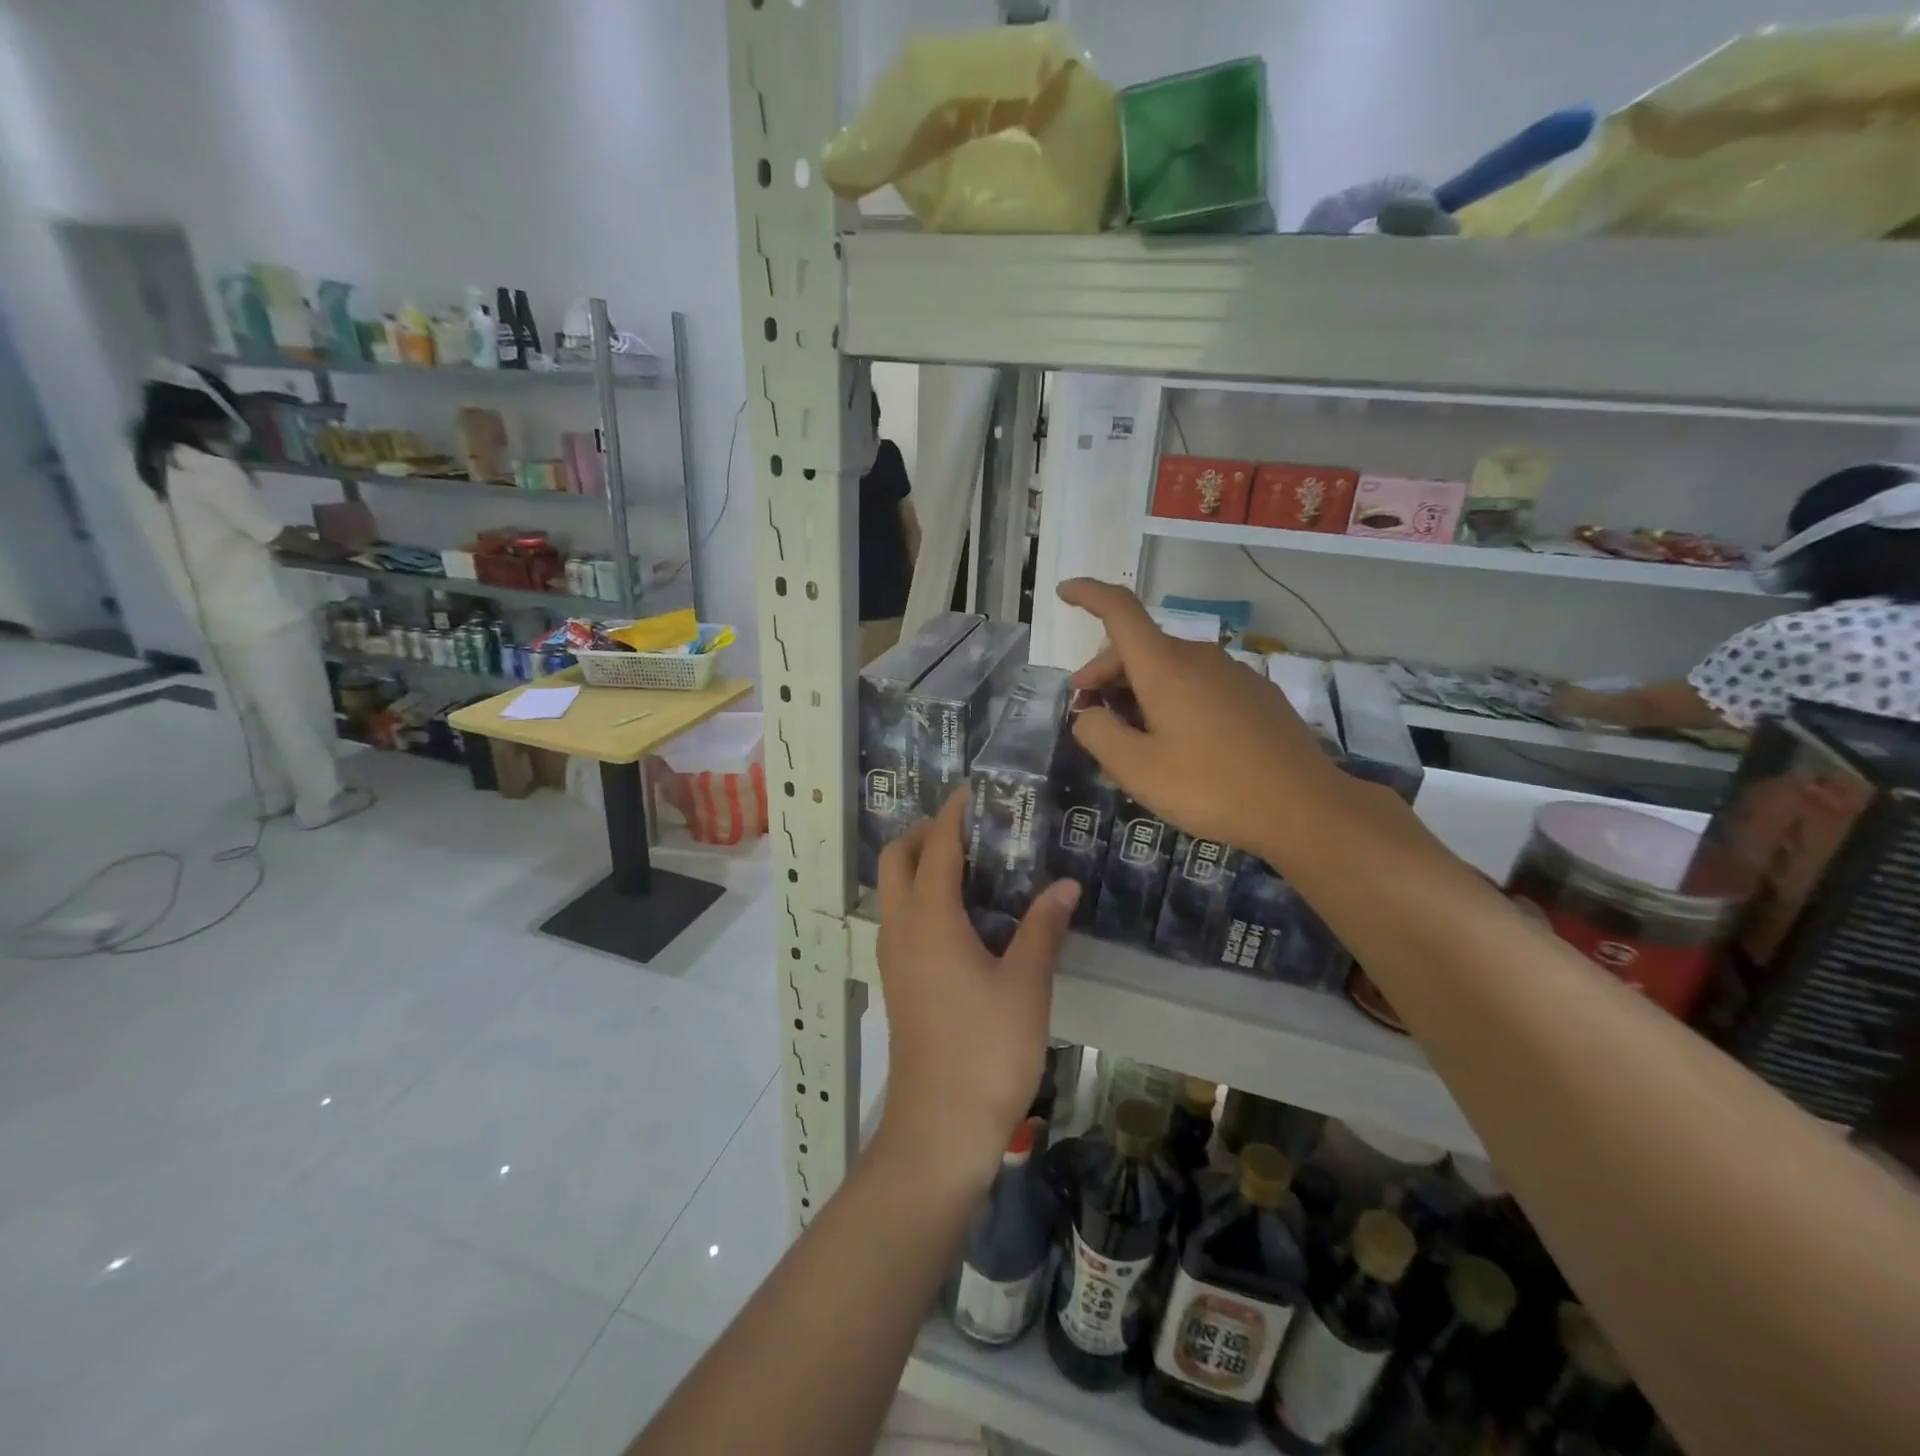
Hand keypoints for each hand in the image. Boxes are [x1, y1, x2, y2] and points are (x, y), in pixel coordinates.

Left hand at [873, 792, 1078, 1187]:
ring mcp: (892, 958)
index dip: (952, 815)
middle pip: (895, 861)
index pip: (935, 847)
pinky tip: (961, 914)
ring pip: (892, 890)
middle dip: (922, 833)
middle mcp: (901, 929)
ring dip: (916, 864)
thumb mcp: (1026, 985)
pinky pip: (900, 918)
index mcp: (930, 919)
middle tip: (967, 826)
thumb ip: (1042, 928)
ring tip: (968, 862)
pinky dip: (919, 896)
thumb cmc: (987, 1049)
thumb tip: (1064, 885)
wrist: (940, 1127)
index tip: (973, 791)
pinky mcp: (896, 982)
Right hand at [1057, 578, 1349, 856]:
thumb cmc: (1210, 787)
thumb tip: (1087, 714)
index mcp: (1165, 667)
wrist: (1303, 807)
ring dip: (1138, 689)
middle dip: (1104, 672)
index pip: (1119, 610)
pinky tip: (1176, 739)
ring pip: (1170, 667)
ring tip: (1131, 735)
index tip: (1063, 591)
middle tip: (1088, 713)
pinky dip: (1172, 698)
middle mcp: (1199, 657)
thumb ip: (1098, 734)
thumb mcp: (1136, 769)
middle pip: (1140, 647)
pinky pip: (1199, 683)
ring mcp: (1233, 673)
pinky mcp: (1256, 694)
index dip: (1088, 595)